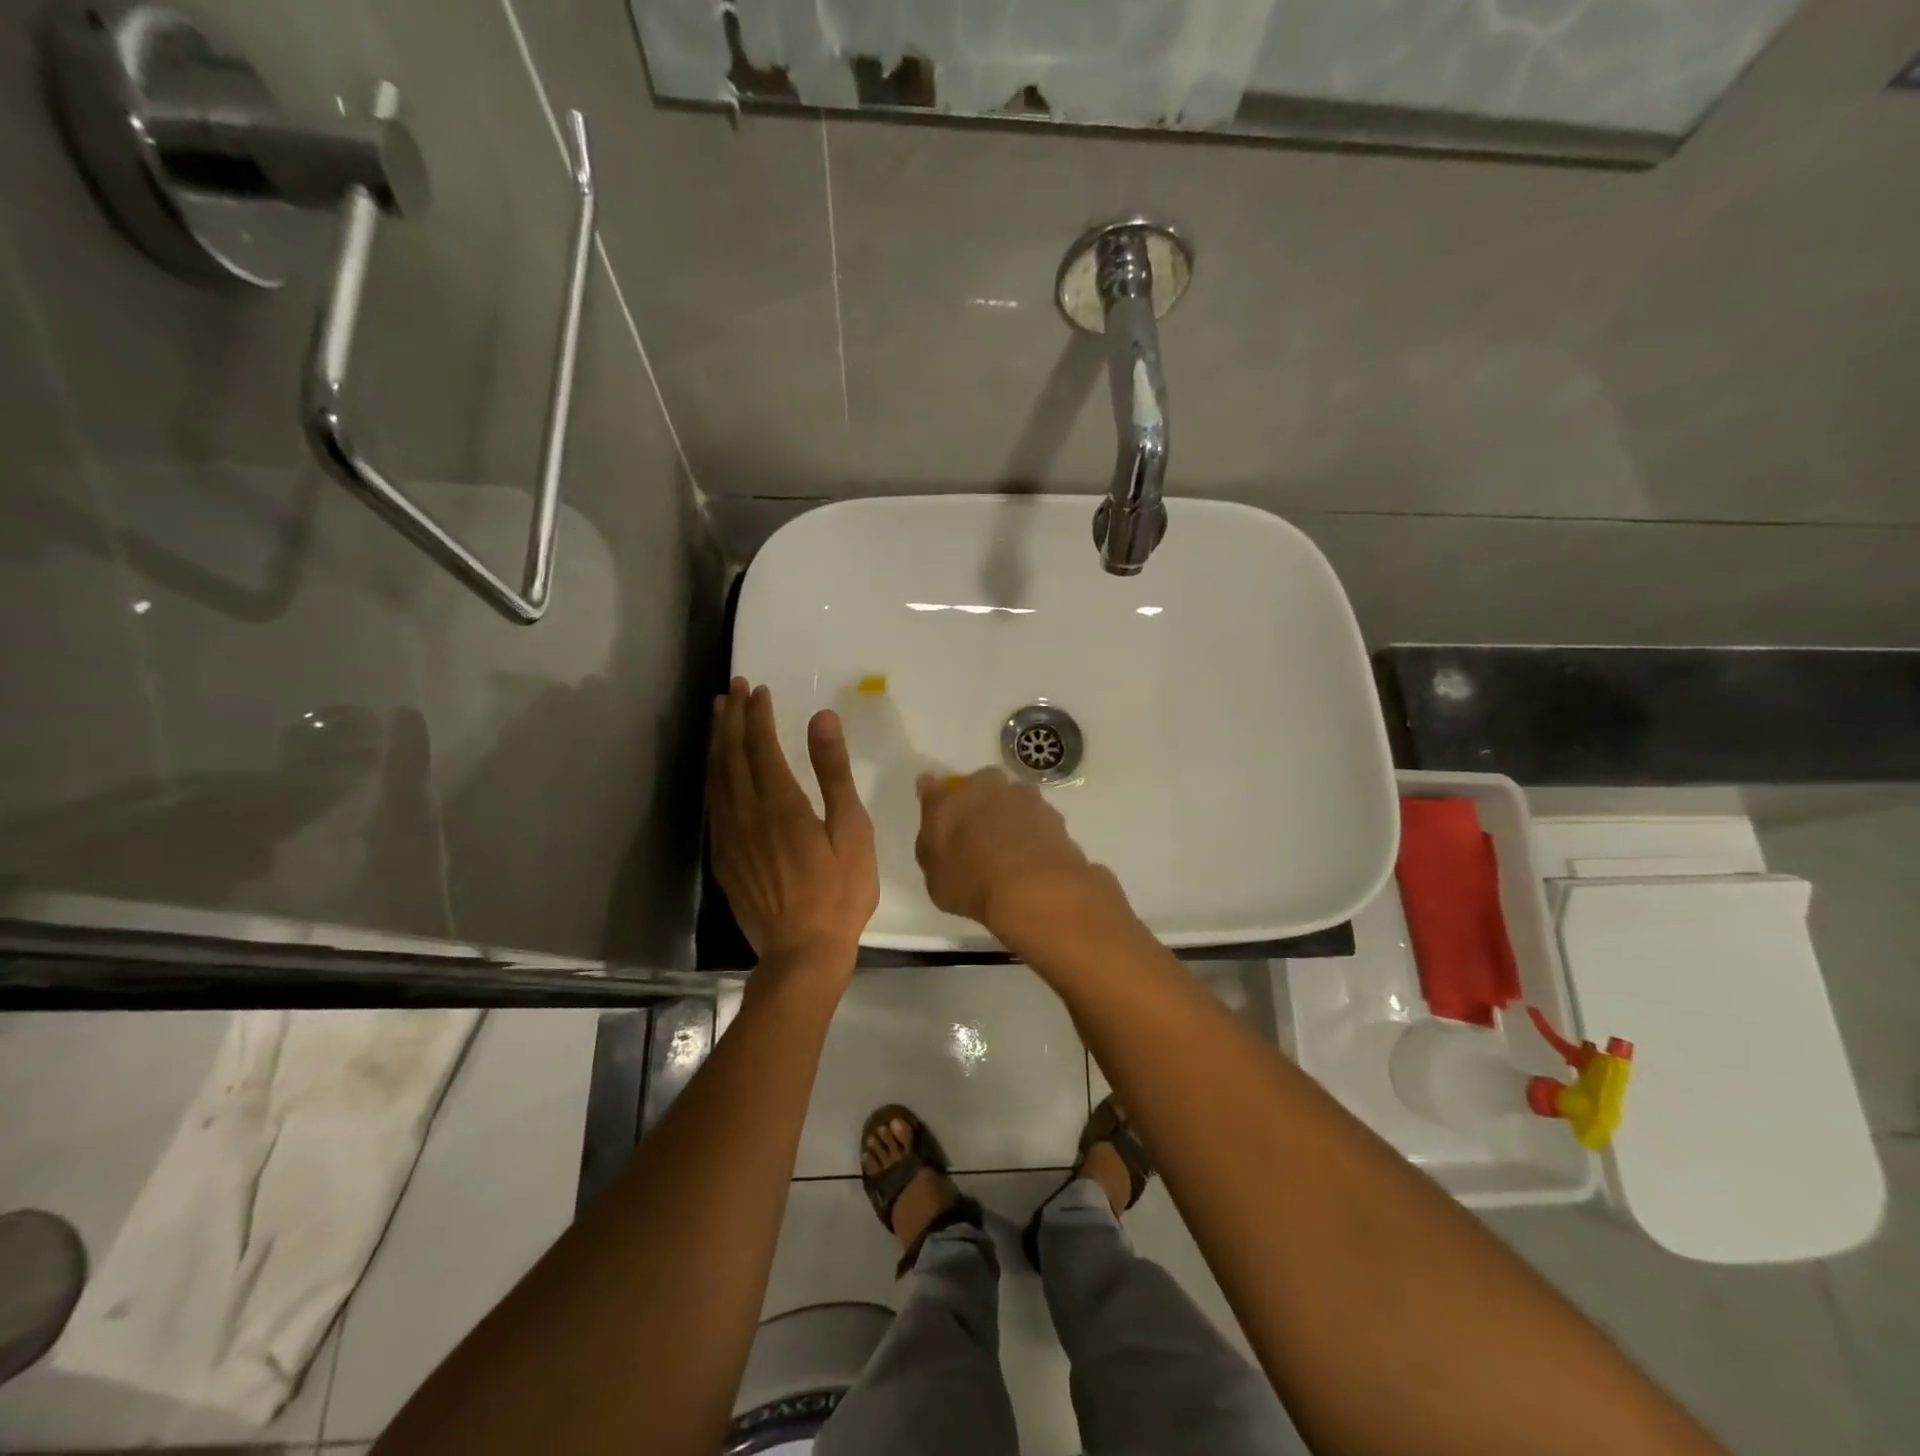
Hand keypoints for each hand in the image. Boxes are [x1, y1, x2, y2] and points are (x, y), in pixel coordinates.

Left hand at [708, 679, 877, 971]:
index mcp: (780, 803)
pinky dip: (712, 776)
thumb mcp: (851, 830)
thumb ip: (834, 772)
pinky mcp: (723, 858)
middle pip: (732, 755)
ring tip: (719, 715)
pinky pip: (712, 805)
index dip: (757, 715)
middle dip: (733, 718)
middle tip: (734, 688)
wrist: (802, 952)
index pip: (761, 746)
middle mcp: (746, 813)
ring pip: (716, 777)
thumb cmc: (840, 892)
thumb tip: (821, 718)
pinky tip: (716, 769)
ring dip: (718, 742)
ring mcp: (729, 837)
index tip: (757, 688)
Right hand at [913, 769, 1129, 948]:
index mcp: (963, 790)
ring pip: (1016, 807)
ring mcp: (1034, 802)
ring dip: (1012, 823)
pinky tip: (1029, 866)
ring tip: (1007, 859)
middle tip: (977, 842)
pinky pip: (1038, 829)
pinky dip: (1033, 841)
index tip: (947, 828)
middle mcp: (999, 787)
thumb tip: (930, 787)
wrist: (1034, 891)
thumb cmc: (970, 878)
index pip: (948, 789)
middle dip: (983, 809)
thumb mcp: (932, 865)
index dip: (948, 806)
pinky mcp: (1060, 824)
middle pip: (987, 792)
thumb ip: (930, 826)